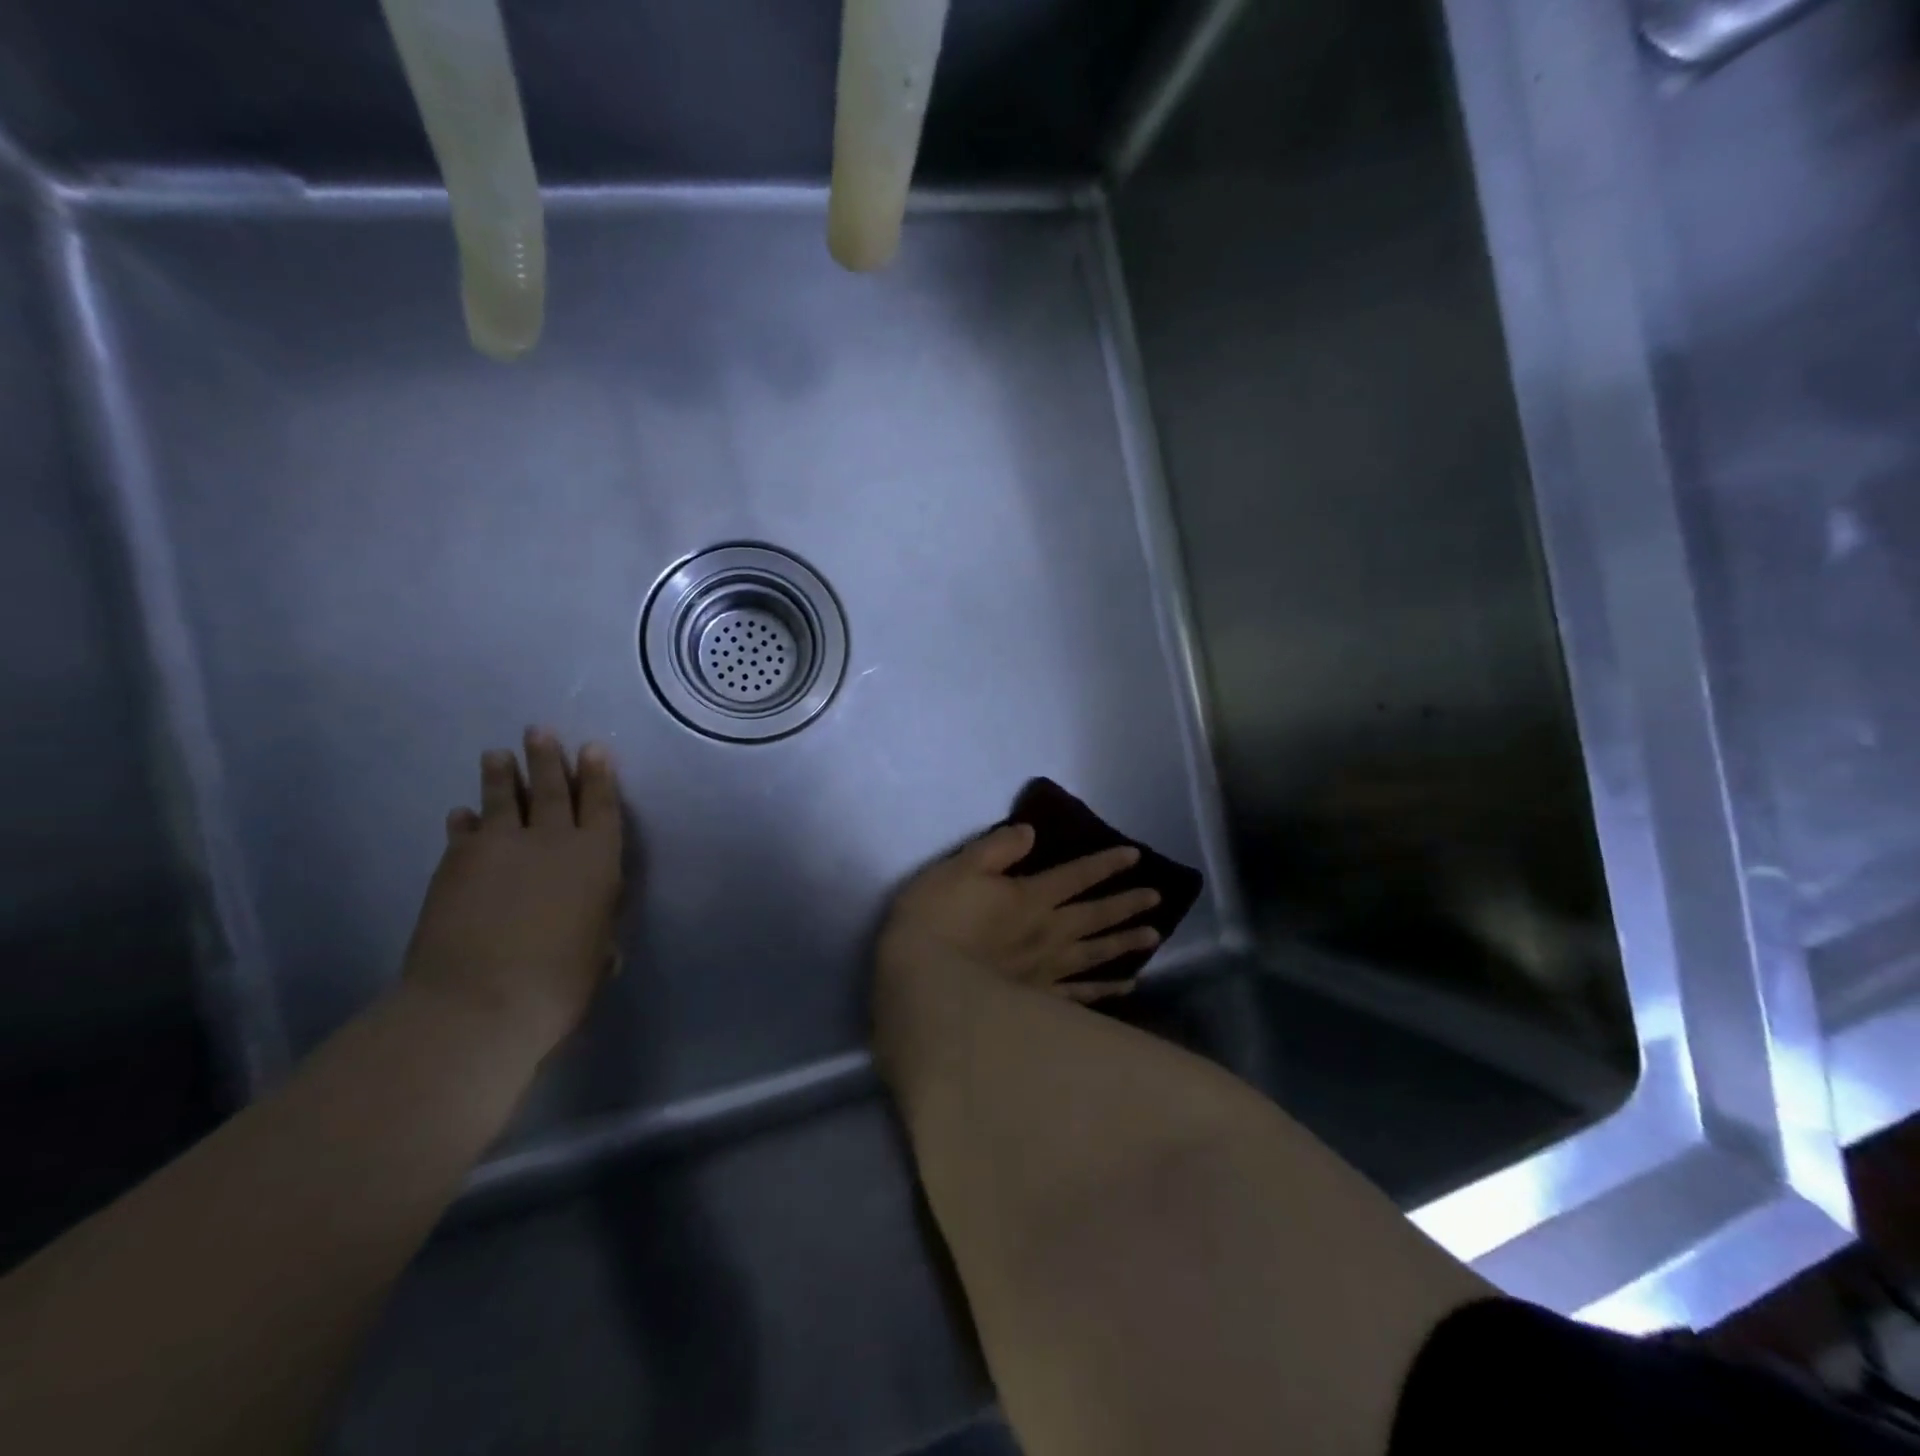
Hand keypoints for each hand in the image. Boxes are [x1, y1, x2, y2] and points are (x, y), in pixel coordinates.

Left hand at [402, 728, 623, 1059]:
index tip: (593, 749)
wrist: (480, 1001)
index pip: (601, 805)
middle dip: (548, 758)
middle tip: (540, 731)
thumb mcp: (598, 953)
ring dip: (502, 774)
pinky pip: (464, 830)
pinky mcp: (457, 862)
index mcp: (596, 859)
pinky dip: (464, 820)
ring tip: (497, 753)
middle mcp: (552, 840)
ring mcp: (500, 846)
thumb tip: (599, 934)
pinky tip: (461, 813)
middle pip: (551, 789)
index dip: (598, 775)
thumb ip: (599, 929)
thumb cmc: (559, 983)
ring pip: (503, 798)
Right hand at [879, 823, 1161, 1002]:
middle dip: (1126, 903)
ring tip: (1154, 937)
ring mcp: (1045, 970)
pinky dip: (1104, 990)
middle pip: (1095, 915)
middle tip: (1157, 898)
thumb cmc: (935, 918)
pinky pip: (1079, 995)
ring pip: (1095, 954)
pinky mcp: (1036, 1000)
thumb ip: (998, 848)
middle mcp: (1048, 933)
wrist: (922, 980)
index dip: (1106, 864)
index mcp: (1031, 898)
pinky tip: (1126, 987)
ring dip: (1124, 943)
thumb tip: (1031, 832)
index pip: (1076, 875)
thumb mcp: (959, 868)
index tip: (1135, 856)